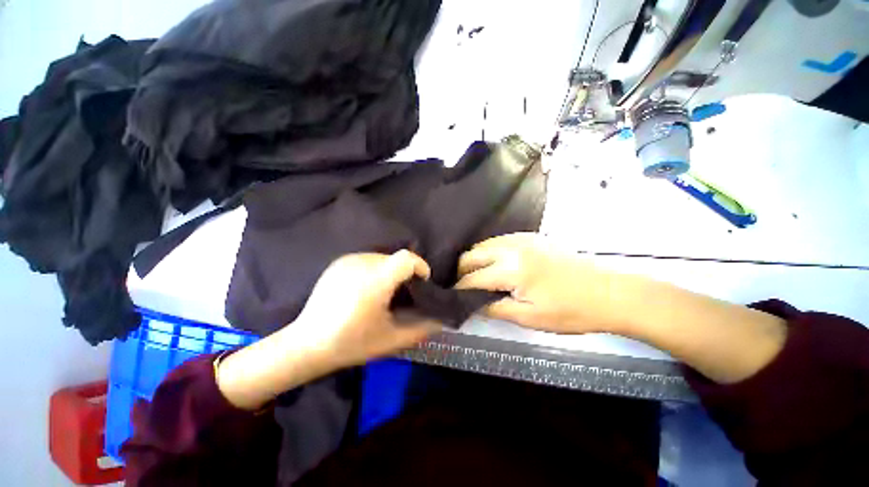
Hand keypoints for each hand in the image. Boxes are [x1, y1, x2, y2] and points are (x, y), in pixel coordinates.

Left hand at [217, 250, 441, 409]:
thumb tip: (442, 317)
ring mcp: (348, 261)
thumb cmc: (351, 343)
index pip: (407, 258)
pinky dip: (374, 271)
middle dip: (405, 274)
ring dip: (389, 272)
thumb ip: (422, 328)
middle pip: (396, 259)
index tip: (421, 283)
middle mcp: (362, 264)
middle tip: (402, 295)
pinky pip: (367, 261)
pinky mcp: (338, 263)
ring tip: (382, 294)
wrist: (306, 344)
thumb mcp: (392, 340)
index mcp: (376, 281)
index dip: (420, 266)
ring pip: (382, 259)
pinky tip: (365, 291)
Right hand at [456, 233, 622, 333]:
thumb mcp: (530, 318)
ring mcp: (521, 238)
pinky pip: (498, 241)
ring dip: (474, 260)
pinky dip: (489, 252)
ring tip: (475, 276)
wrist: (609, 292)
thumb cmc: (571, 311)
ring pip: (483, 245)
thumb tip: (472, 304)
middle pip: (472, 255)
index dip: (459, 289)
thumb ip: (494, 308)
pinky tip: (493, 264)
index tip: (452, 297)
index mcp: (512, 269)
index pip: (472, 278)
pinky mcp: (530, 236)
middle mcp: (512, 247)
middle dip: (461, 271)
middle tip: (462, 287)